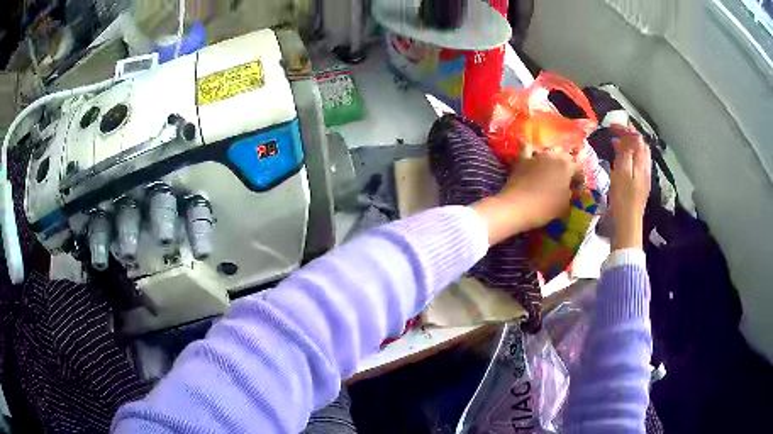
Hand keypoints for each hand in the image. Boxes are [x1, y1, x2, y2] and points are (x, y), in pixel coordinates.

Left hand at [473, 151, 577, 244]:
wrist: (517, 206)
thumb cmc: (545, 207)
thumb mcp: (564, 205)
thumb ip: (570, 194)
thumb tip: (569, 190)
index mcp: (566, 166)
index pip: (578, 168)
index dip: (579, 177)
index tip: (577, 186)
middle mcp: (553, 156)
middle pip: (564, 156)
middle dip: (567, 166)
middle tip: (566, 178)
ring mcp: (537, 156)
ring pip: (548, 152)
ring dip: (552, 159)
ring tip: (551, 170)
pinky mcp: (522, 159)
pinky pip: (528, 150)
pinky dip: (532, 152)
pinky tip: (533, 157)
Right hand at [609, 126, 651, 249]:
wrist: (628, 223)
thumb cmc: (623, 198)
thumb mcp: (622, 172)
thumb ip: (627, 152)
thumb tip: (631, 135)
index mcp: (641, 162)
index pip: (637, 138)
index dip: (626, 129)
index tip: (612, 126)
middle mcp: (645, 167)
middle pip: (640, 145)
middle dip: (628, 135)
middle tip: (615, 132)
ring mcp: (644, 176)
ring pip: (639, 154)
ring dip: (629, 145)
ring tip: (615, 144)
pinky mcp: (640, 185)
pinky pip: (637, 163)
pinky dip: (629, 156)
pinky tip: (621, 160)